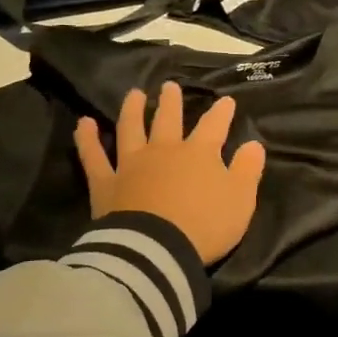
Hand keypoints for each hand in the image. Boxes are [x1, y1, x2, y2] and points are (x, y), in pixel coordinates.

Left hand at [75, 81, 266, 264]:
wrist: (158, 250)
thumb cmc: (205, 226)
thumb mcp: (241, 199)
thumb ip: (248, 169)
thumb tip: (254, 144)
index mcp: (199, 153)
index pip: (214, 126)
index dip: (221, 112)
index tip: (226, 100)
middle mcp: (164, 150)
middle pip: (168, 120)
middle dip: (171, 102)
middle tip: (169, 87)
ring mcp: (132, 164)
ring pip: (131, 128)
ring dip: (133, 109)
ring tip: (134, 94)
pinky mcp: (106, 183)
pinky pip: (94, 156)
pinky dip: (87, 139)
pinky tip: (83, 123)